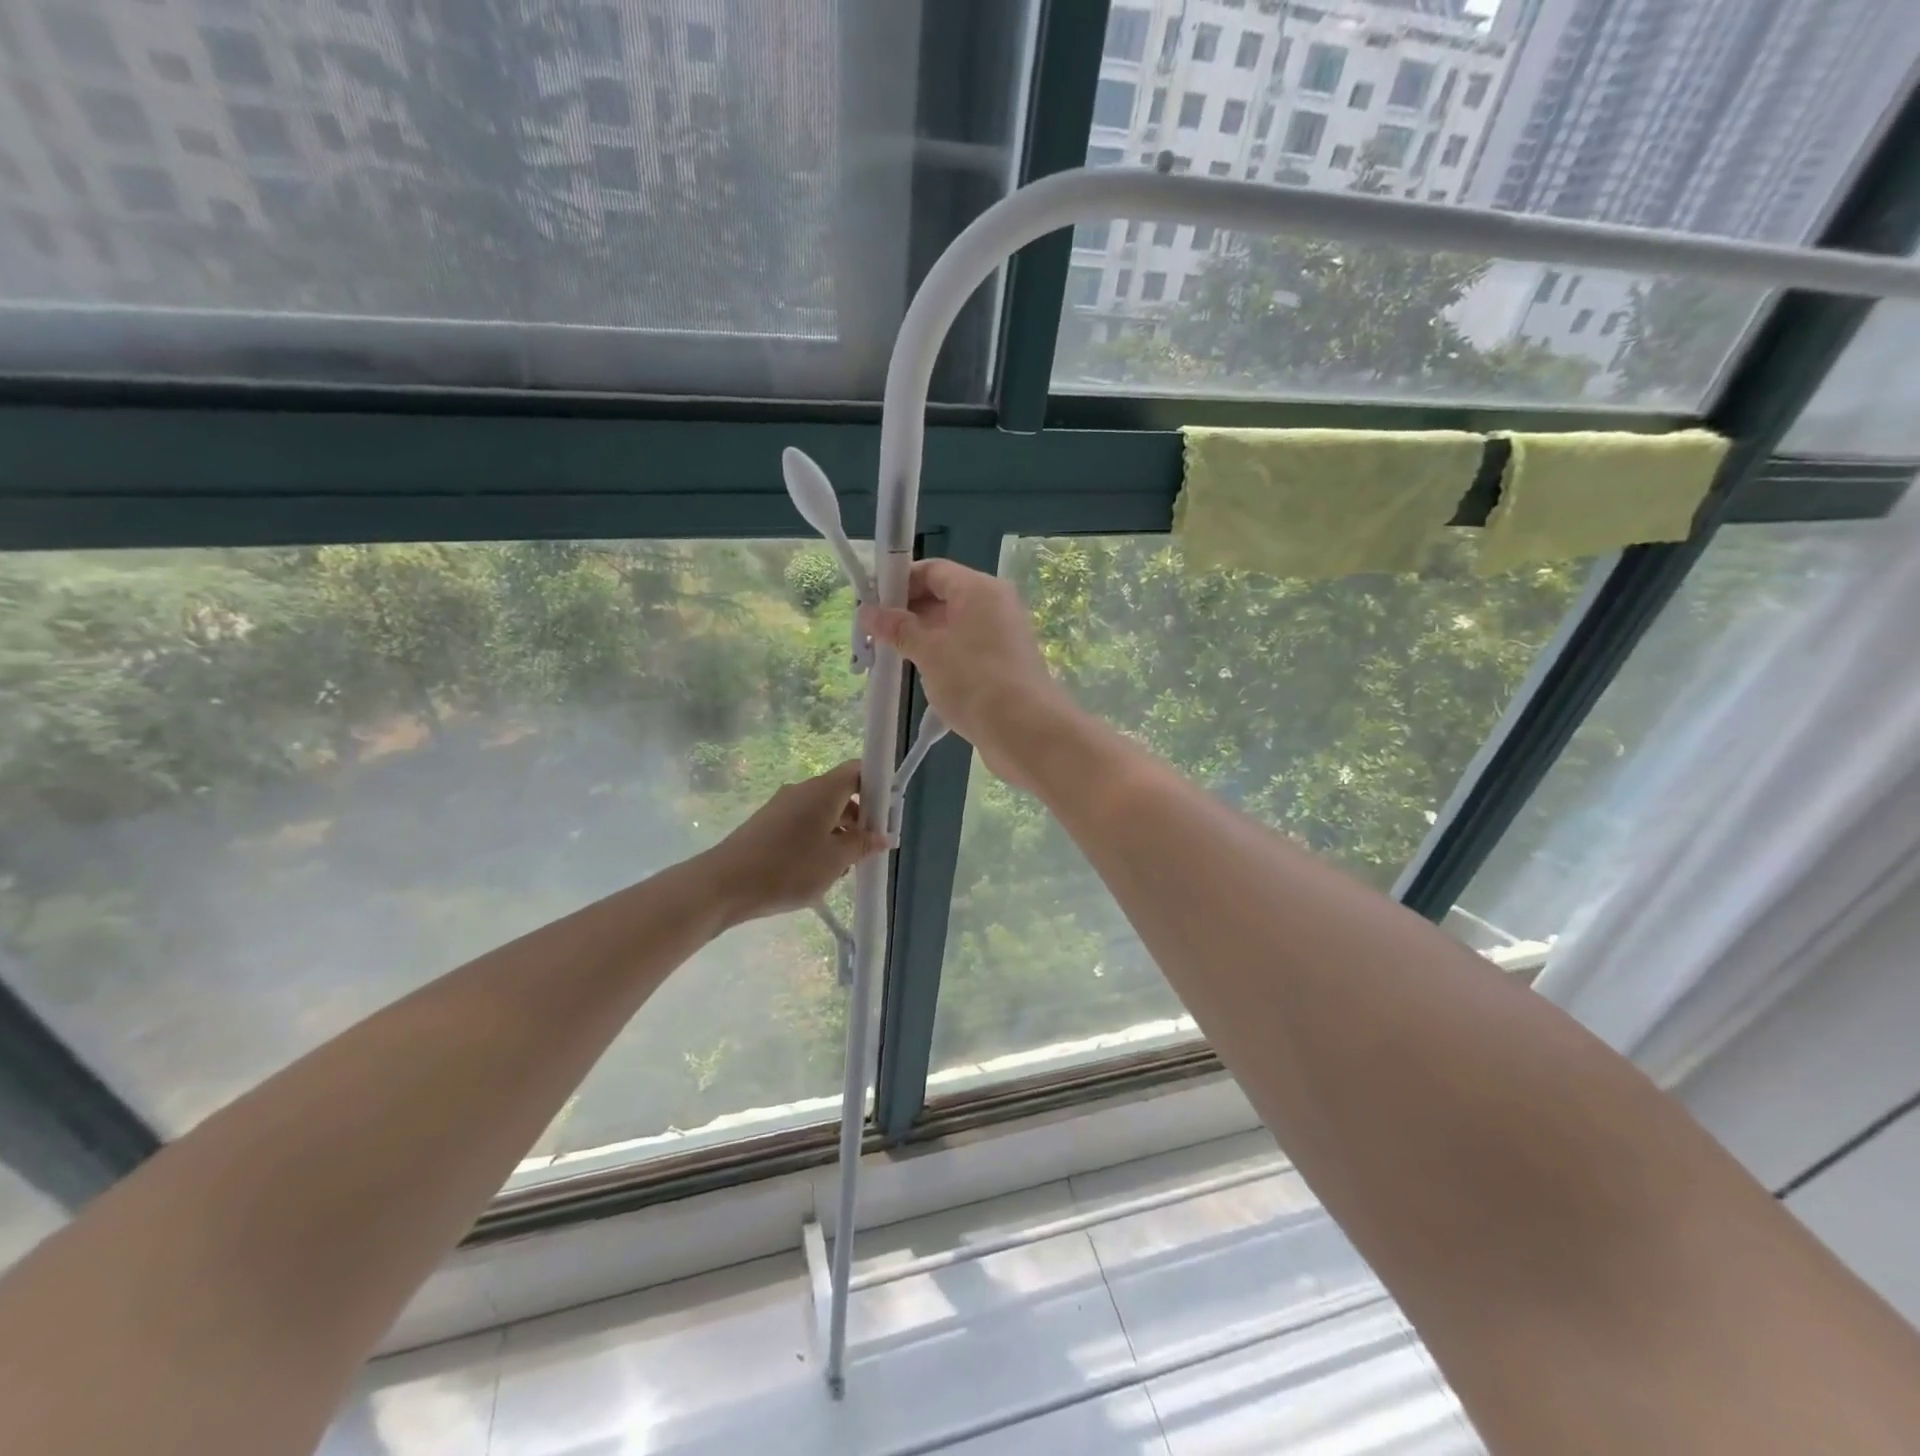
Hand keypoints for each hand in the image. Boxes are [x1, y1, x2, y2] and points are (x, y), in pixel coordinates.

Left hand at [702, 762, 888, 925]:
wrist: (725, 883)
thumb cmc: (788, 868)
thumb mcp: (835, 860)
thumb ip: (862, 845)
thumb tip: (883, 836)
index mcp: (823, 790)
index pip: (858, 770)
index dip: (877, 787)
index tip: (886, 815)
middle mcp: (803, 790)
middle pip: (841, 792)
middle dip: (860, 816)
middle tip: (869, 847)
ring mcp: (782, 805)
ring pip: (822, 810)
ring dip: (839, 831)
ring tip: (844, 866)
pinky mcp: (768, 823)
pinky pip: (803, 822)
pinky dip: (817, 838)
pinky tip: (816, 868)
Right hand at [862, 560, 1076, 789]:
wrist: (1026, 732)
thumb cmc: (974, 681)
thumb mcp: (929, 652)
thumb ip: (898, 629)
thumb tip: (867, 611)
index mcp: (979, 589)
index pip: (933, 570)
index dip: (900, 582)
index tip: (872, 603)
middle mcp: (995, 605)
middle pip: (944, 596)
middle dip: (908, 612)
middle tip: (875, 633)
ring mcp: (1002, 636)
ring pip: (954, 626)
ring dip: (923, 637)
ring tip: (891, 655)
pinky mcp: (1004, 665)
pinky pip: (965, 649)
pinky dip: (942, 656)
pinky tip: (920, 675)